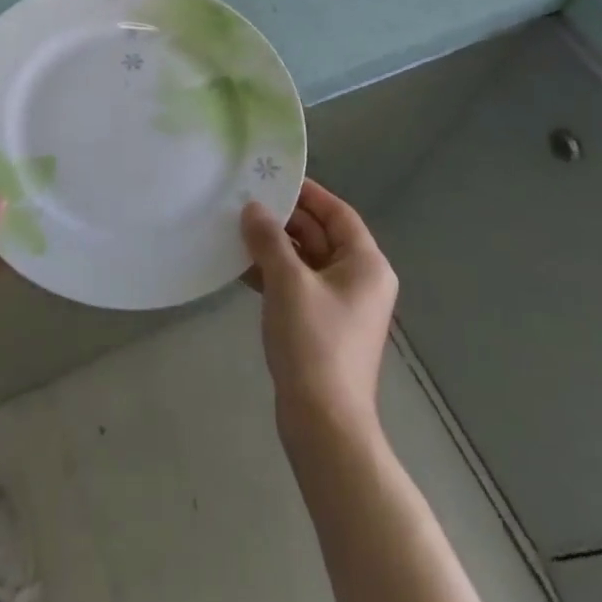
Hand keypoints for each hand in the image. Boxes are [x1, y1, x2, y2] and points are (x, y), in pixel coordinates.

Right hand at [242, 180, 398, 436]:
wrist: (323, 423)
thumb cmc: (313, 342)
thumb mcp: (288, 282)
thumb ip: (269, 239)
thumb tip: (252, 208)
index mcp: (365, 264)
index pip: (337, 213)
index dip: (307, 193)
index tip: (272, 178)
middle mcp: (359, 280)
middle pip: (321, 235)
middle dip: (284, 220)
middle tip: (245, 202)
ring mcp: (341, 305)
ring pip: (305, 261)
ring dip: (274, 247)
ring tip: (236, 230)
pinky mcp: (321, 326)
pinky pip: (298, 285)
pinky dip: (273, 274)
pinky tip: (241, 268)